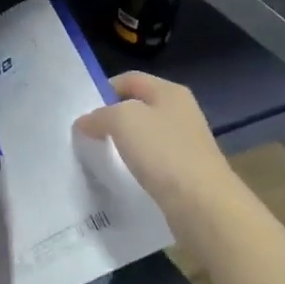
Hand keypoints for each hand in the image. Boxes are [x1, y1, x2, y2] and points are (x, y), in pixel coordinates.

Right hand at [73, 72, 237, 221]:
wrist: (203, 204)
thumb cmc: (163, 152)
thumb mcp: (123, 121)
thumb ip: (100, 116)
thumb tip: (85, 122)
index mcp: (170, 92)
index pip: (129, 79)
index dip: (103, 89)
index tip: (82, 112)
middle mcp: (181, 112)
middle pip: (137, 107)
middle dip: (111, 118)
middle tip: (86, 135)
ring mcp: (186, 142)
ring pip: (145, 135)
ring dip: (123, 144)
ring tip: (100, 157)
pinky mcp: (186, 170)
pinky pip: (153, 160)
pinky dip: (136, 165)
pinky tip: (124, 177)